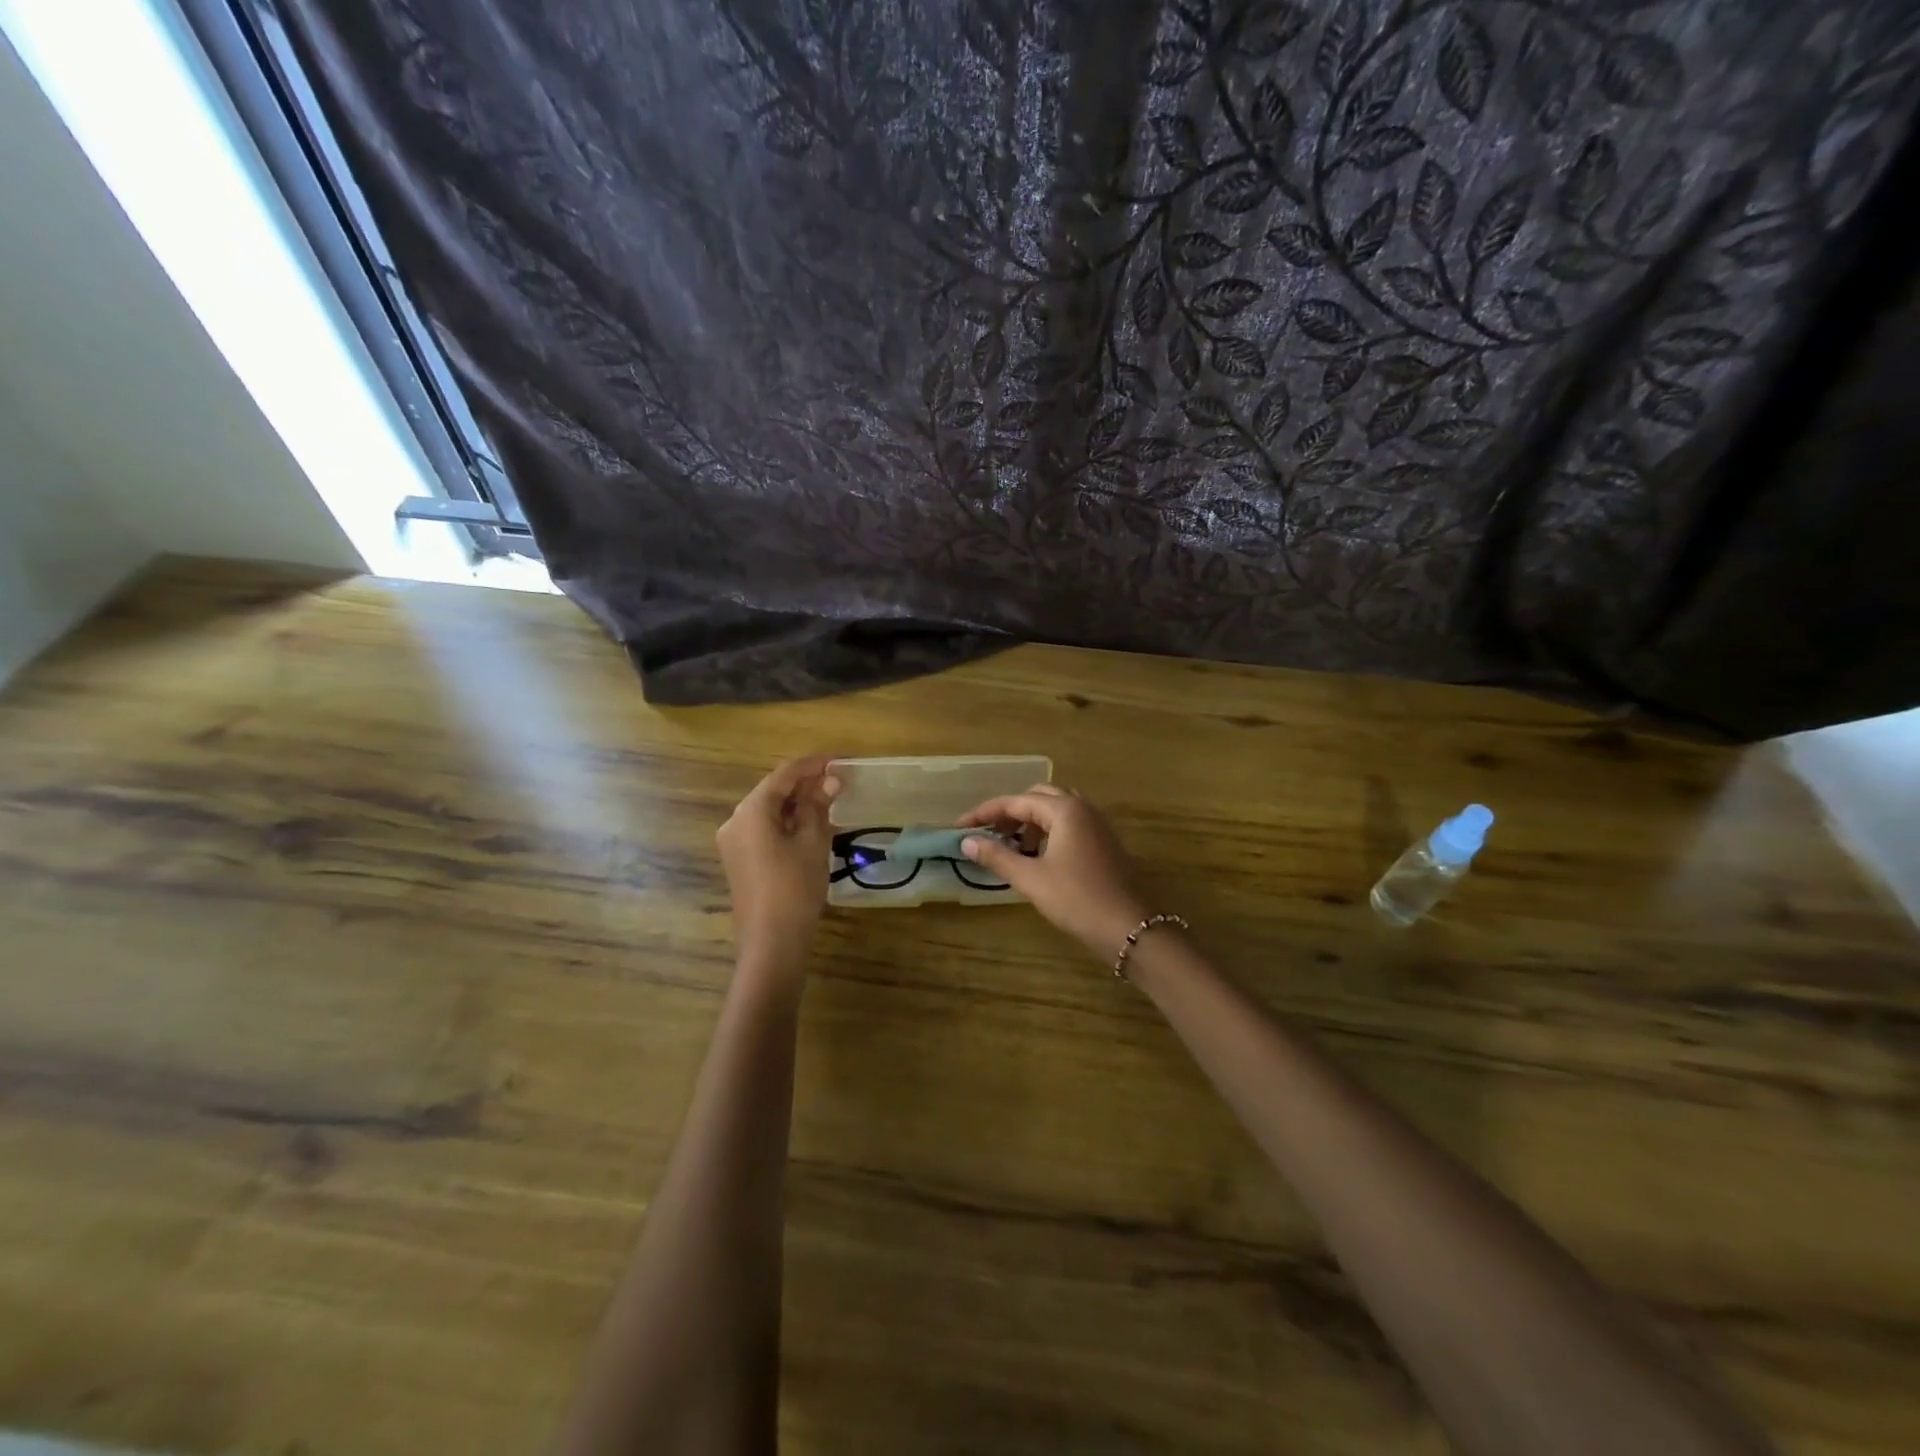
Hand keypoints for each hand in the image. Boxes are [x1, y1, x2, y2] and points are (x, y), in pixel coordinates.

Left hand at [717, 756, 840, 964]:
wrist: (771, 942)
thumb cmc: (795, 887)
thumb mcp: (814, 842)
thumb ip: (819, 806)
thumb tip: (829, 780)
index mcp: (751, 811)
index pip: (784, 774)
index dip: (812, 765)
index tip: (839, 760)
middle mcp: (735, 820)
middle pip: (773, 791)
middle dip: (805, 784)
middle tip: (837, 782)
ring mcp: (734, 842)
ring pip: (768, 811)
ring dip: (797, 804)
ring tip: (829, 802)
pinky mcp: (739, 860)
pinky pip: (763, 829)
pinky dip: (786, 822)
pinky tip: (810, 826)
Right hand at [957, 785, 1150, 959]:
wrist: (1129, 927)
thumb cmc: (1076, 899)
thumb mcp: (1031, 879)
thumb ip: (997, 856)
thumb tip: (967, 841)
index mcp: (1064, 810)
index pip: (1016, 801)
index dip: (984, 813)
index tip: (959, 827)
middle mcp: (1082, 807)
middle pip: (1037, 797)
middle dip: (1009, 813)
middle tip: (987, 834)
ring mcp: (1096, 824)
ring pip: (1055, 810)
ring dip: (1029, 822)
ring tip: (1010, 846)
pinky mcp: (1103, 841)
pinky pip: (1069, 823)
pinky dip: (1047, 831)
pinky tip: (1037, 856)